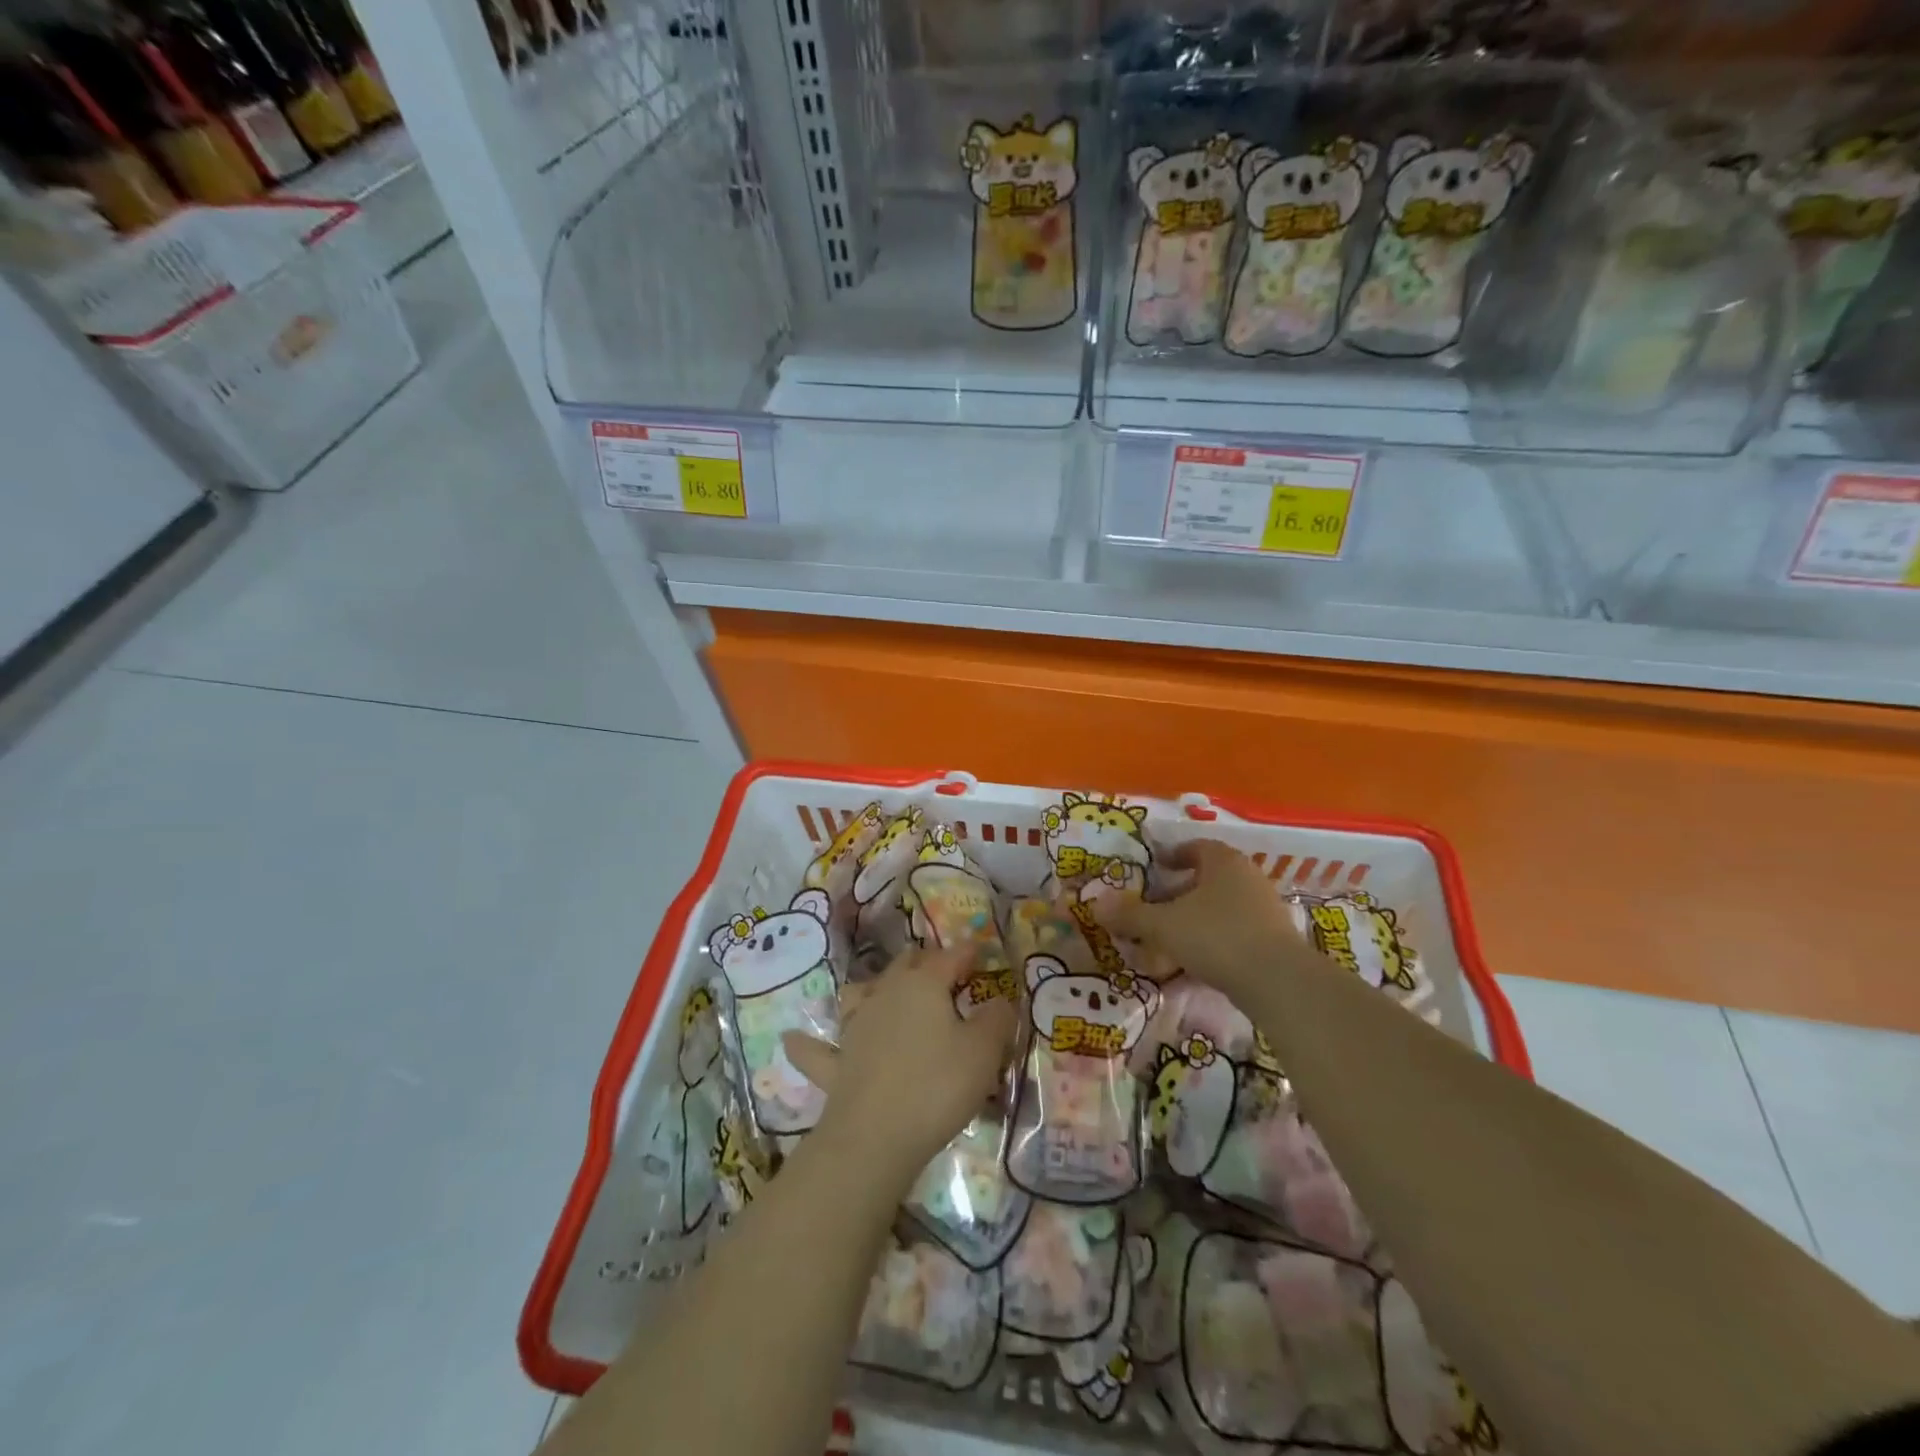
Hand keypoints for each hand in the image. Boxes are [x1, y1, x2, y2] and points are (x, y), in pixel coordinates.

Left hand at [783, 947, 1016, 1184]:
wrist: (876, 1136)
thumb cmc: (938, 1085)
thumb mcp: (984, 1051)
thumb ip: (997, 1019)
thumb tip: (1001, 1000)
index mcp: (923, 985)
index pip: (949, 957)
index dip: (967, 951)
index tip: (980, 951)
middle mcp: (885, 994)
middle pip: (904, 966)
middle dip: (924, 962)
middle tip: (942, 970)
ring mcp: (854, 1027)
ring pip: (858, 993)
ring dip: (871, 988)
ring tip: (880, 991)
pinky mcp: (834, 1064)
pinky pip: (815, 1050)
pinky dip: (805, 1044)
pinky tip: (790, 1038)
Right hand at [1091, 838, 1317, 1002]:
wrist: (1280, 983)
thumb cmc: (1217, 937)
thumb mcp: (1164, 925)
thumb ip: (1130, 915)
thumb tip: (1096, 903)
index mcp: (1223, 861)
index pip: (1196, 847)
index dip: (1173, 855)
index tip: (1155, 868)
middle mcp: (1248, 878)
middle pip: (1208, 879)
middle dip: (1179, 894)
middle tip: (1155, 909)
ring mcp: (1266, 911)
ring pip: (1221, 909)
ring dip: (1195, 921)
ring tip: (1169, 942)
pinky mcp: (1275, 942)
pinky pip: (1235, 934)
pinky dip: (1213, 943)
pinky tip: (1195, 965)